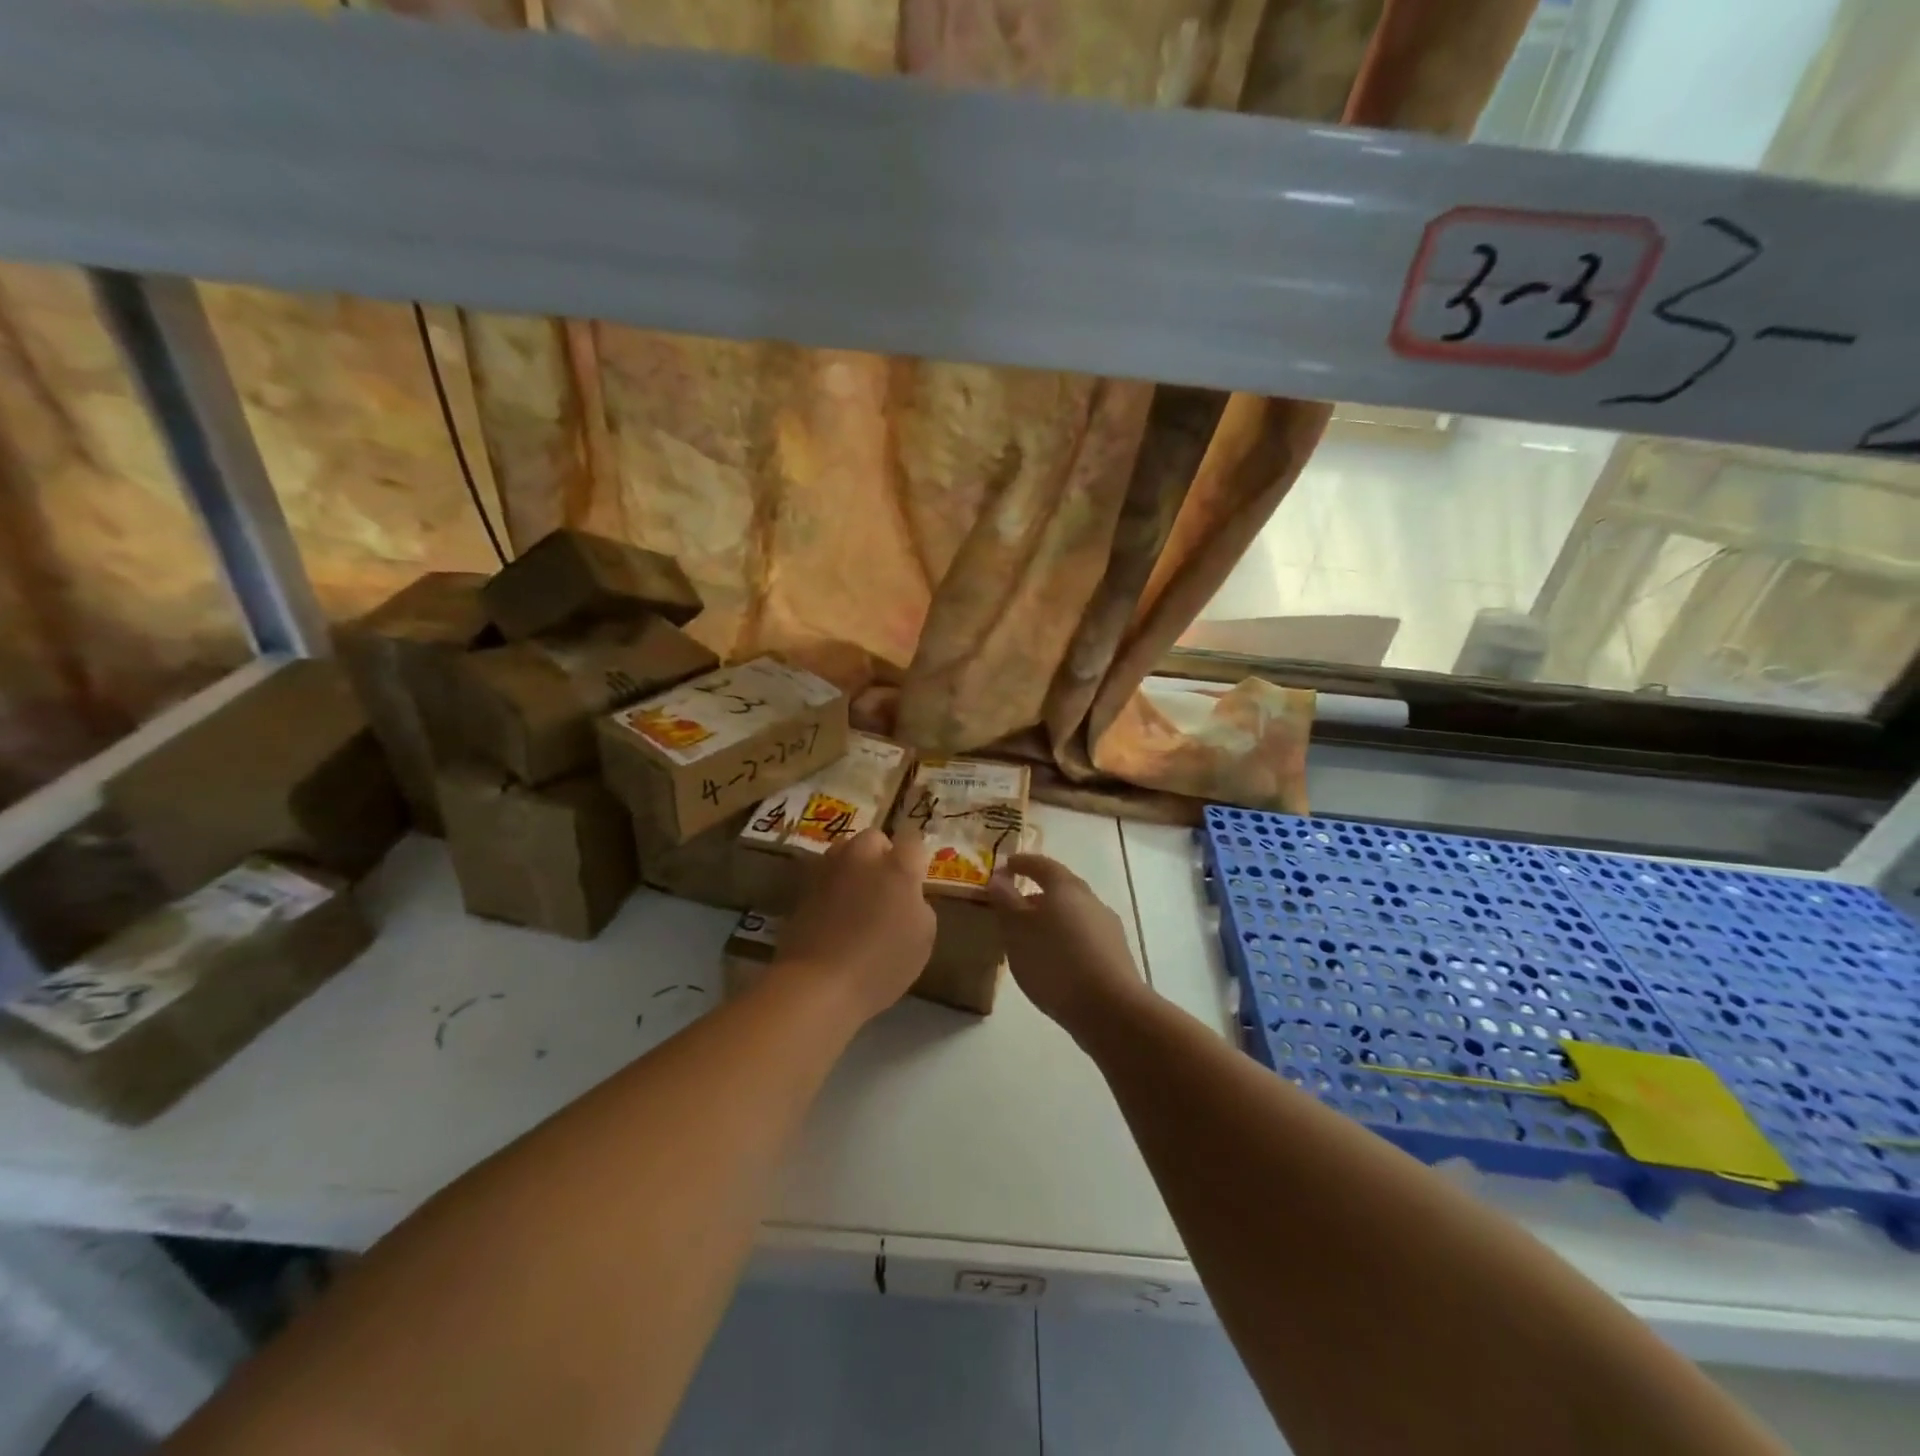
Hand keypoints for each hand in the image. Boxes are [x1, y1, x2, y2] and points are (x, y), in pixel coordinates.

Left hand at [776, 827, 935, 1022]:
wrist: (818, 984)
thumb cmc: (881, 964)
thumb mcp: (923, 938)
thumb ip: (919, 905)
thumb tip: (907, 896)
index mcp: (897, 866)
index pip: (913, 840)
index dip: (916, 857)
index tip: (917, 877)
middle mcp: (861, 857)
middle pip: (874, 838)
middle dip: (882, 854)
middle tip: (887, 885)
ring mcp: (829, 869)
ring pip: (845, 851)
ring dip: (854, 865)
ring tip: (858, 895)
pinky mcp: (803, 887)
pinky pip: (826, 874)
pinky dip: (833, 885)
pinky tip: (836, 912)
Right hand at [988, 853, 1146, 1036]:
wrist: (1110, 1008)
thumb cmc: (1054, 962)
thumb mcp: (1017, 930)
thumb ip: (1006, 901)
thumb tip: (998, 878)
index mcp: (1065, 887)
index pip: (1041, 864)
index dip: (1022, 863)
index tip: (1006, 866)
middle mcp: (1090, 899)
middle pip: (1061, 888)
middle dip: (1037, 893)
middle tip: (1015, 905)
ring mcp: (1107, 926)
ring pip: (1074, 913)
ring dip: (1053, 918)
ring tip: (1031, 938)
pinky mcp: (1116, 953)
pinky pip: (1084, 936)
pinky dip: (1066, 939)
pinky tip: (1056, 960)